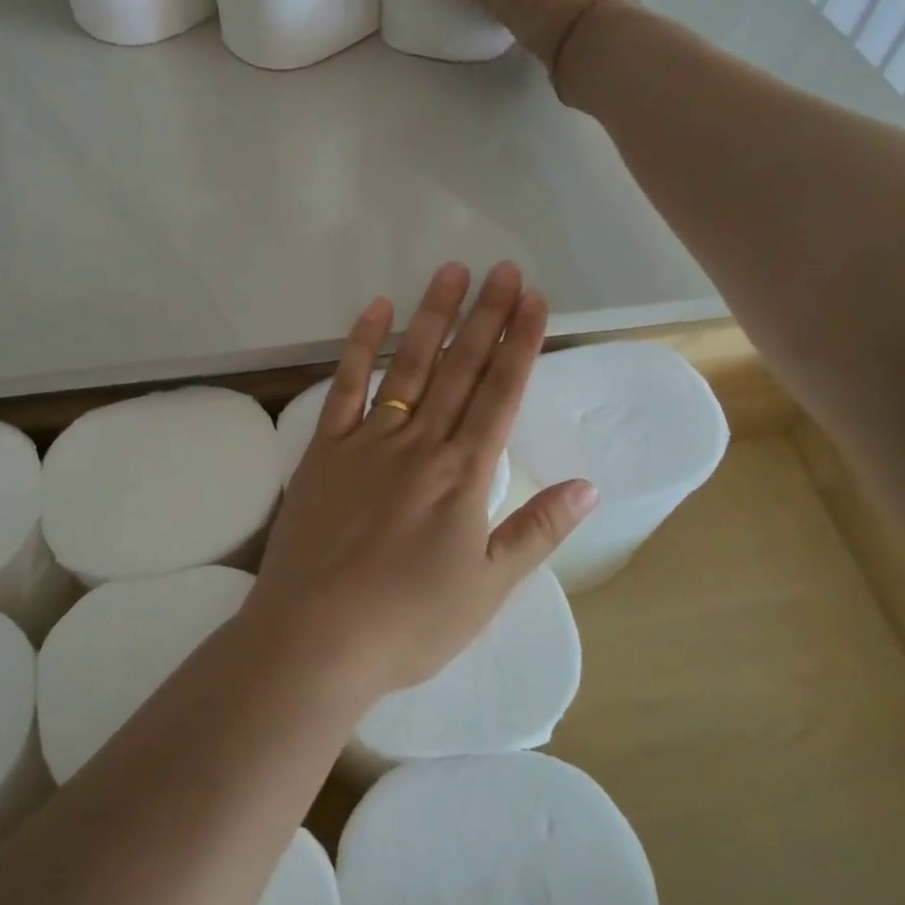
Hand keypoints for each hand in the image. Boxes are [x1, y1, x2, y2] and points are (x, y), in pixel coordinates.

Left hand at [248, 261, 598, 699]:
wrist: (316, 635)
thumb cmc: (408, 621)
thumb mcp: (488, 588)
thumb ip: (537, 531)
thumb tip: (588, 485)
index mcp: (464, 475)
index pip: (501, 394)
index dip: (521, 344)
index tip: (535, 299)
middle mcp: (421, 443)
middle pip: (461, 369)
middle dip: (486, 316)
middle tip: (504, 269)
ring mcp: (370, 439)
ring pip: (410, 365)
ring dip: (432, 317)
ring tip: (451, 272)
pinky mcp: (326, 448)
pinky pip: (346, 386)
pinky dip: (361, 345)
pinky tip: (375, 310)